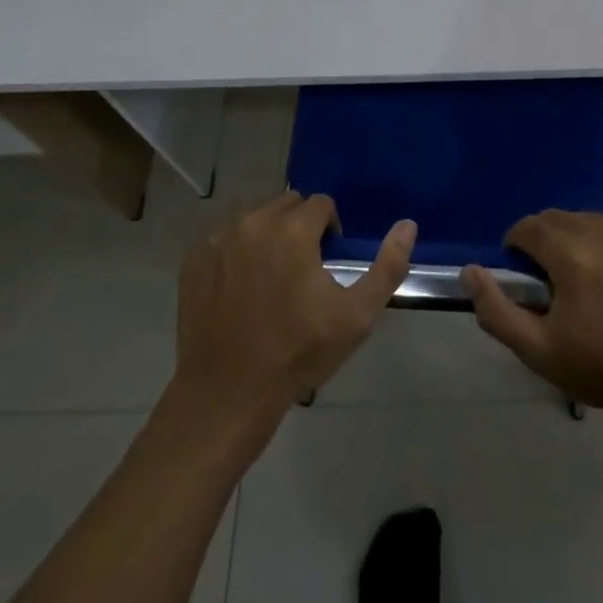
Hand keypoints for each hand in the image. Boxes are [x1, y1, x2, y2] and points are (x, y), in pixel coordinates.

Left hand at [173, 192, 414, 420]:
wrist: (226, 397)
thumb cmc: (297, 354)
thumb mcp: (356, 317)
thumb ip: (388, 266)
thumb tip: (408, 224)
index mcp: (292, 230)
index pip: (321, 205)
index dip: (330, 231)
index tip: (327, 265)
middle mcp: (253, 223)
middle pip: (288, 204)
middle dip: (300, 228)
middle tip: (303, 271)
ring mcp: (218, 239)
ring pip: (256, 217)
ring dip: (270, 234)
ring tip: (273, 277)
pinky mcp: (194, 259)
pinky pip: (226, 236)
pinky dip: (238, 250)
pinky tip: (242, 287)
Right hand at [464, 212, 602, 418]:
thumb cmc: (601, 366)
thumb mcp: (539, 350)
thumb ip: (497, 310)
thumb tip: (470, 271)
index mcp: (570, 253)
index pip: (528, 227)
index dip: (517, 246)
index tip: (524, 275)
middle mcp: (600, 229)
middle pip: (558, 219)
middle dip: (547, 242)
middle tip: (555, 282)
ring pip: (590, 221)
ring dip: (579, 241)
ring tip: (589, 281)